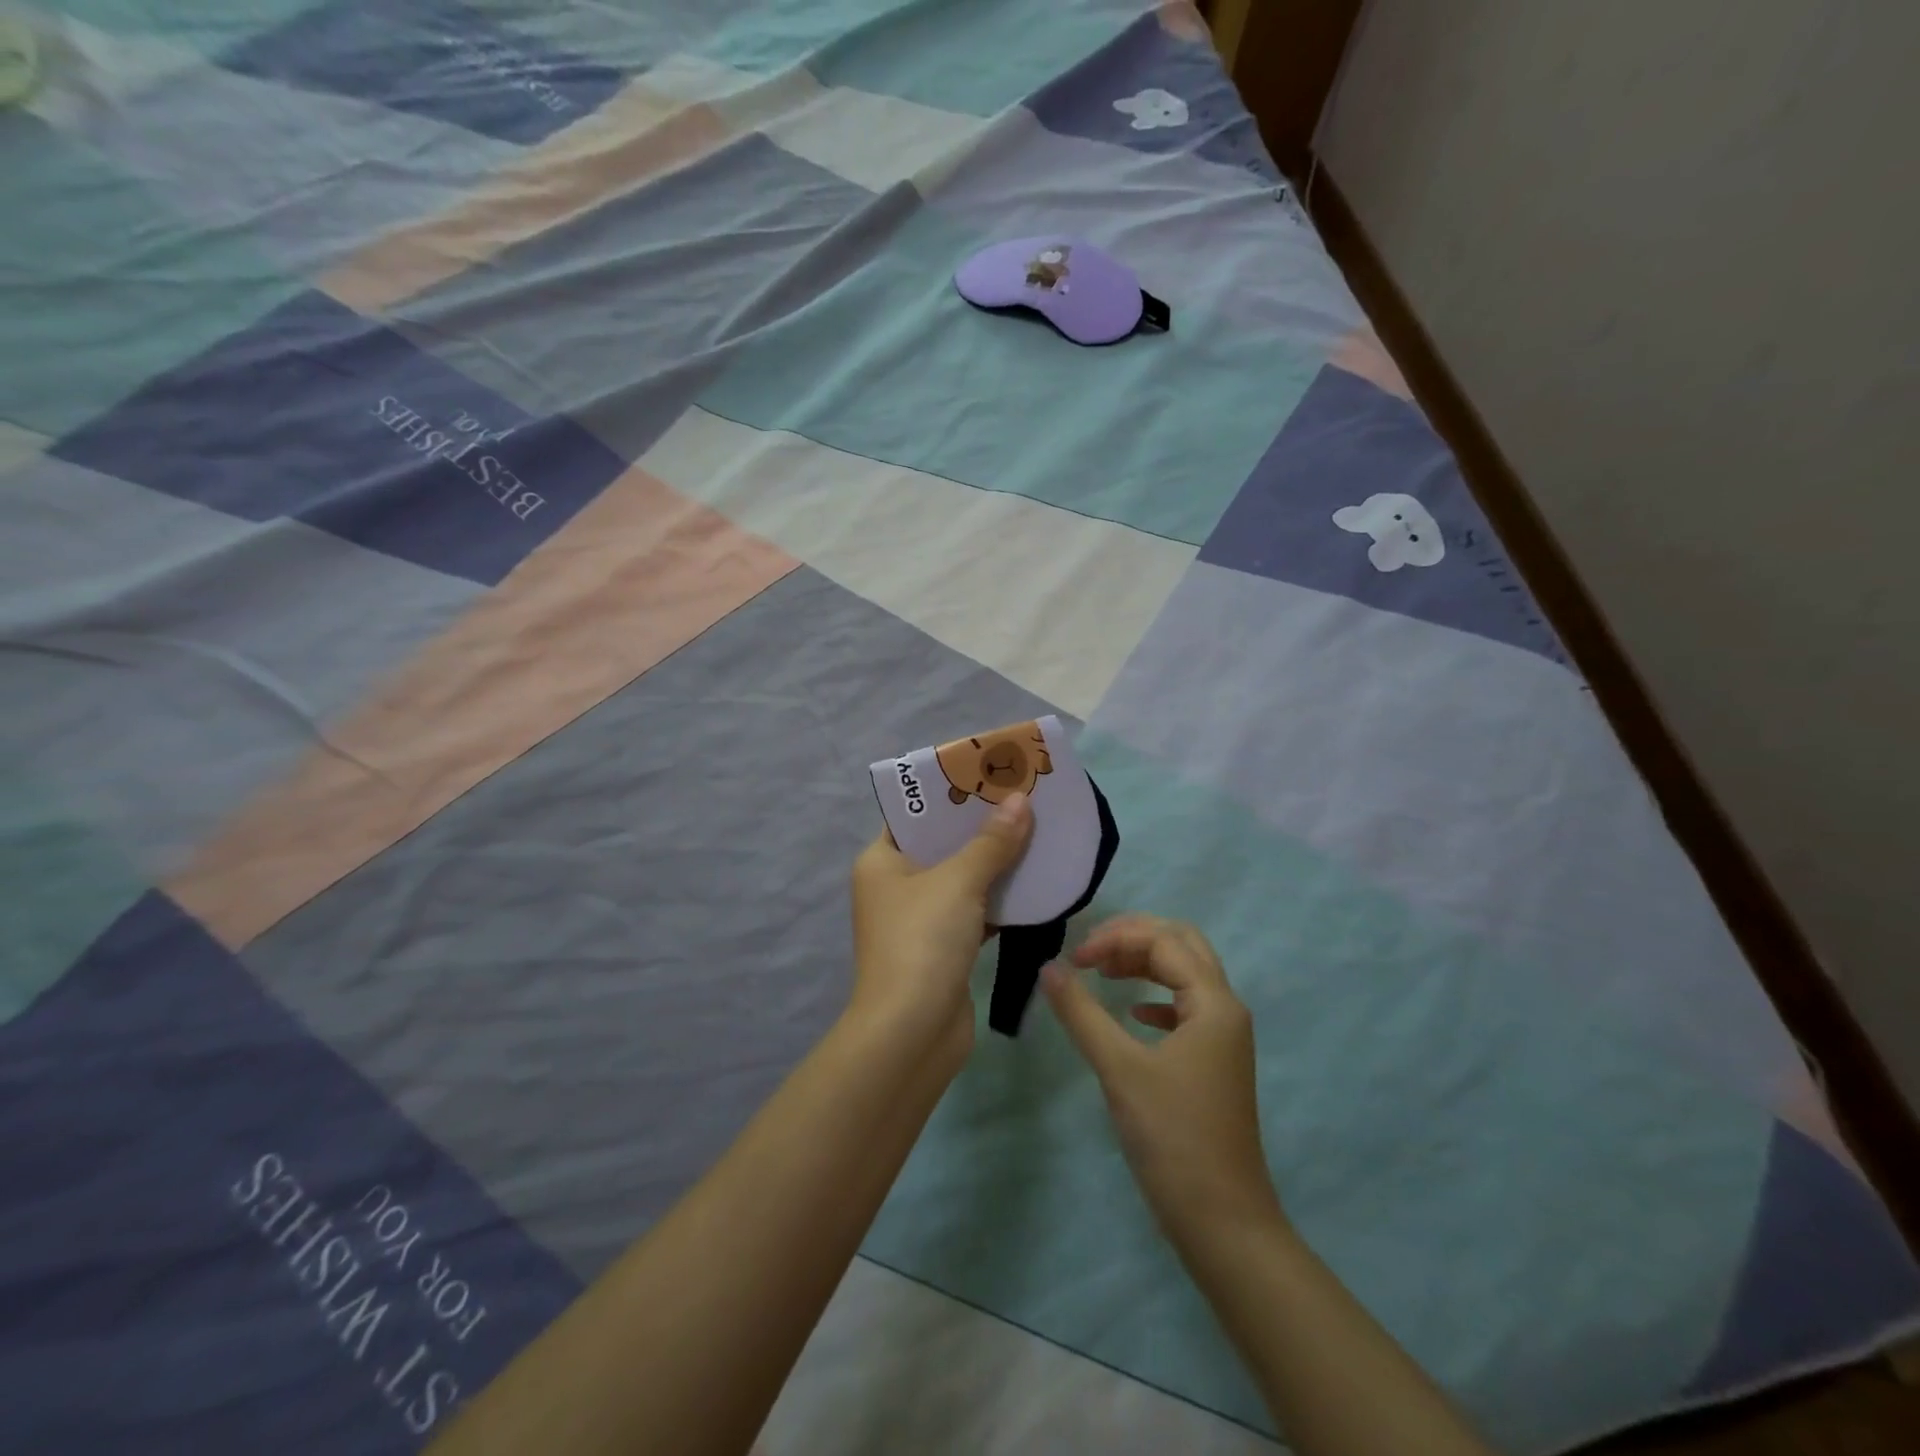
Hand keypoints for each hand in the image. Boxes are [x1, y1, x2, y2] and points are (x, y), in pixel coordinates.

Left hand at [849, 792, 1033, 1065]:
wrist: (912, 1034)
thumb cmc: (922, 942)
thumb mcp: (958, 882)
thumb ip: (992, 842)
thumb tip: (1020, 801)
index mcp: (882, 861)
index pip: (914, 814)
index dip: (949, 792)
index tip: (987, 773)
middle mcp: (896, 885)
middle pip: (942, 844)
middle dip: (981, 824)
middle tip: (1022, 797)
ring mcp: (920, 919)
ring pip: (962, 877)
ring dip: (996, 860)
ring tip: (1036, 829)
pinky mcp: (944, 947)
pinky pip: (975, 909)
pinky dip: (1000, 898)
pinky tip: (1035, 880)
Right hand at [1042, 915, 1283, 1245]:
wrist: (1223, 1222)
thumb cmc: (1173, 1138)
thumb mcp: (1120, 1069)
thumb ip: (1082, 1013)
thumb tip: (1048, 968)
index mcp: (1213, 1002)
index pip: (1164, 942)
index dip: (1116, 939)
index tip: (1074, 960)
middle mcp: (1226, 1009)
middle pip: (1183, 945)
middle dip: (1135, 938)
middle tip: (1092, 951)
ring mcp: (1223, 1037)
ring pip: (1185, 975)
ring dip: (1144, 964)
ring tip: (1102, 973)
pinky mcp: (1213, 1061)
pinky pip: (1185, 1007)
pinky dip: (1155, 997)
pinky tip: (1131, 1013)